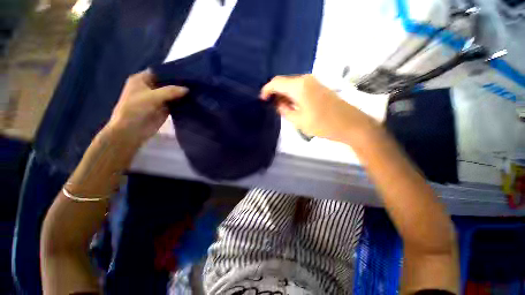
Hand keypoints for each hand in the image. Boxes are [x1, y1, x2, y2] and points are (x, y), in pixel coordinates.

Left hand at [106, 69, 187, 146]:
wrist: (132, 131)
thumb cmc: (135, 109)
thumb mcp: (152, 97)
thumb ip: (170, 91)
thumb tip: (187, 89)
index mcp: (142, 80)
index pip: (159, 72)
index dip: (172, 72)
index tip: (187, 73)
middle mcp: (150, 88)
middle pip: (167, 83)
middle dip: (179, 83)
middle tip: (194, 82)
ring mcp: (158, 99)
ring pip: (172, 94)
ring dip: (181, 94)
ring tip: (196, 91)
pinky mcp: (164, 109)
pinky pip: (174, 103)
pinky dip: (181, 102)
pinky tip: (192, 100)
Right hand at [260, 75, 371, 141]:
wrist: (350, 124)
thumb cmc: (323, 124)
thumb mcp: (299, 120)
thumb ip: (284, 110)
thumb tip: (277, 104)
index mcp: (299, 86)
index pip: (276, 82)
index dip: (267, 90)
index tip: (262, 100)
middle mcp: (305, 79)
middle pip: (284, 82)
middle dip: (276, 93)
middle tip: (271, 107)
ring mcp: (313, 82)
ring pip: (292, 85)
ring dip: (285, 95)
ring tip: (281, 109)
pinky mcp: (319, 87)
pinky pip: (300, 88)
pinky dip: (293, 95)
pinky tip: (292, 106)